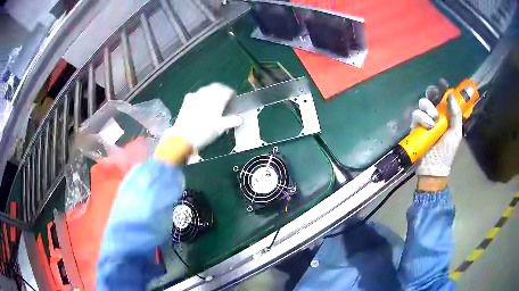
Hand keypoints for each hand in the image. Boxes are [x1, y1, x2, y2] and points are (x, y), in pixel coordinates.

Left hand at [154, 83, 242, 162]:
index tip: (232, 109)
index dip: (233, 99)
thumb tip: (240, 119)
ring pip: (208, 89)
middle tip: (224, 105)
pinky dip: (203, 97)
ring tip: (213, 106)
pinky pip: (198, 93)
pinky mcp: (188, 98)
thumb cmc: (204, 132)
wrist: (183, 137)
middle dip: (223, 94)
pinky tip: (201, 106)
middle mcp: (207, 92)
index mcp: (218, 97)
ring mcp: (196, 94)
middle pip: (219, 87)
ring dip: (213, 94)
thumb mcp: (220, 128)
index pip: (229, 91)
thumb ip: (231, 121)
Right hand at [412, 96, 461, 190]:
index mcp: (446, 115)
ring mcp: (425, 119)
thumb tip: (451, 96)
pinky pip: (416, 113)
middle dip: (432, 95)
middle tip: (435, 100)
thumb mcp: (456, 134)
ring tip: (433, 122)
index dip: (443, 88)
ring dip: (428, 109)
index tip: (442, 82)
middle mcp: (435, 114)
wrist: (434, 167)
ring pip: (423, 102)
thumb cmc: (447, 152)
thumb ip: (456, 115)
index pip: (443, 97)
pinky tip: (428, 126)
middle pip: (430, 95)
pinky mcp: (416, 125)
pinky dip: (422, 117)